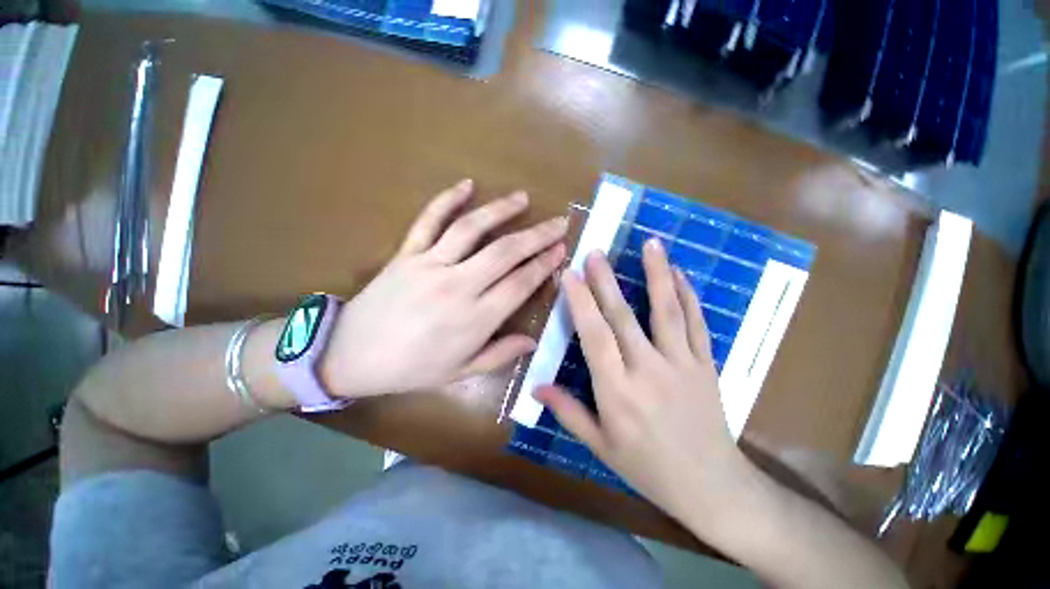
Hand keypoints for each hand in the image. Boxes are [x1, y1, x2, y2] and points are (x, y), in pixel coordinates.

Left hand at [321, 179, 567, 397]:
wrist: (350, 355)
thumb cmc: (411, 368)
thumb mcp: (460, 372)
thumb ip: (500, 355)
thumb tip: (533, 341)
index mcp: (475, 319)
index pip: (520, 283)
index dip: (544, 264)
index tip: (561, 249)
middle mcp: (458, 286)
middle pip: (506, 252)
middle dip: (537, 235)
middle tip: (559, 221)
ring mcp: (430, 265)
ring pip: (472, 229)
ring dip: (501, 210)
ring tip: (523, 198)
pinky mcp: (407, 253)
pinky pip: (428, 220)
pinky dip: (447, 199)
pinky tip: (466, 184)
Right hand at [534, 239, 751, 523]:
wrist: (712, 487)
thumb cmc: (648, 468)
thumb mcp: (600, 446)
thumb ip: (568, 412)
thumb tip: (536, 388)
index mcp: (617, 392)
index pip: (594, 336)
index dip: (581, 303)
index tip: (570, 275)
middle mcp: (648, 371)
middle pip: (624, 317)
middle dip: (606, 281)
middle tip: (595, 252)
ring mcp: (682, 364)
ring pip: (666, 312)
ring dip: (656, 275)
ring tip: (650, 243)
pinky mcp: (706, 365)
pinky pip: (697, 324)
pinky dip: (688, 296)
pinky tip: (680, 274)